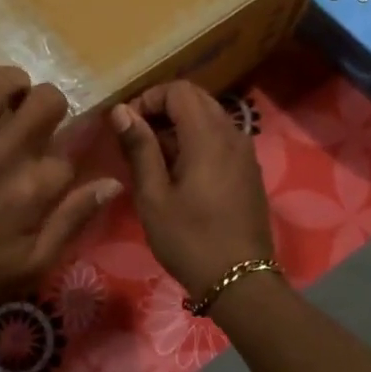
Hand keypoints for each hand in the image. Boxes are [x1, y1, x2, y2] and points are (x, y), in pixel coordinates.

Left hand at [0, 68, 120, 333]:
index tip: (49, 168)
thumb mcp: (32, 266)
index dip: (64, 156)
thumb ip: (73, 221)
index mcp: (33, 190)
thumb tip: (113, 183)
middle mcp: (2, 156)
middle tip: (34, 119)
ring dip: (7, 84)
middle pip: (45, 100)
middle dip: (48, 104)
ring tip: (3, 98)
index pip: (68, 152)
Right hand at [112, 81, 274, 298]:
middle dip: (163, 109)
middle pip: (196, 99)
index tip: (127, 126)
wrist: (241, 281)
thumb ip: (139, 148)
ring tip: (153, 158)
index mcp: (208, 136)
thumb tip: (121, 111)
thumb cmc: (190, 240)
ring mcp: (245, 152)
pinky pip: (221, 139)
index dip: (149, 98)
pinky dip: (197, 141)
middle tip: (136, 139)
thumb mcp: (153, 196)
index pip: (179, 90)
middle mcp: (232, 134)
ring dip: (179, 126)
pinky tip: (179, 173)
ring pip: (210, 118)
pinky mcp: (249, 170)